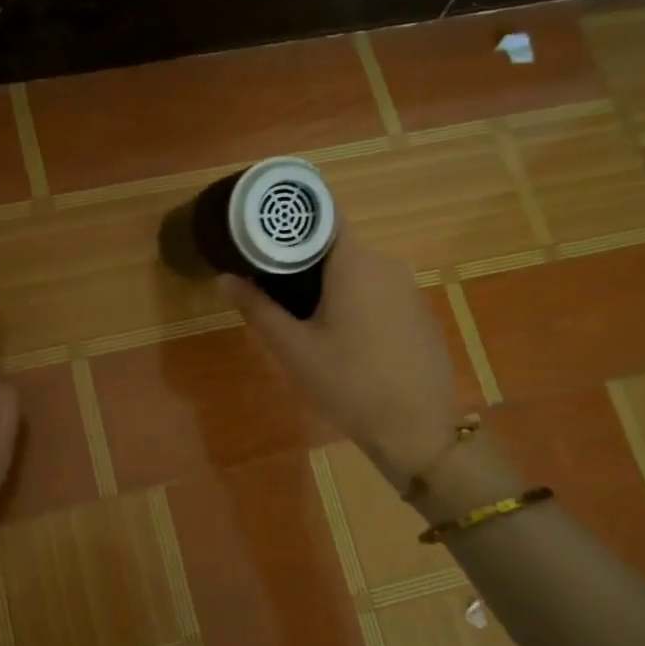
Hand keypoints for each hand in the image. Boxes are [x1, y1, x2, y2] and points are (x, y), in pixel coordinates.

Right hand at [222, 222, 461, 484]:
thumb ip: (258, 308)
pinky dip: (354, 301)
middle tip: (268, 285)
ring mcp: (408, 288)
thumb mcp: (294, 349)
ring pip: (357, 271)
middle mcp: (386, 263)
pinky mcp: (418, 313)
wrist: (418, 429)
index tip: (261, 234)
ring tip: (299, 315)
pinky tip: (342, 337)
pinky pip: (378, 292)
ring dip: (327, 284)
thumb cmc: (349, 383)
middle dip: (301, 260)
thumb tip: (225, 277)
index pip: (322, 215)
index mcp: (354, 263)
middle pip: (336, 246)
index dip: (290, 220)